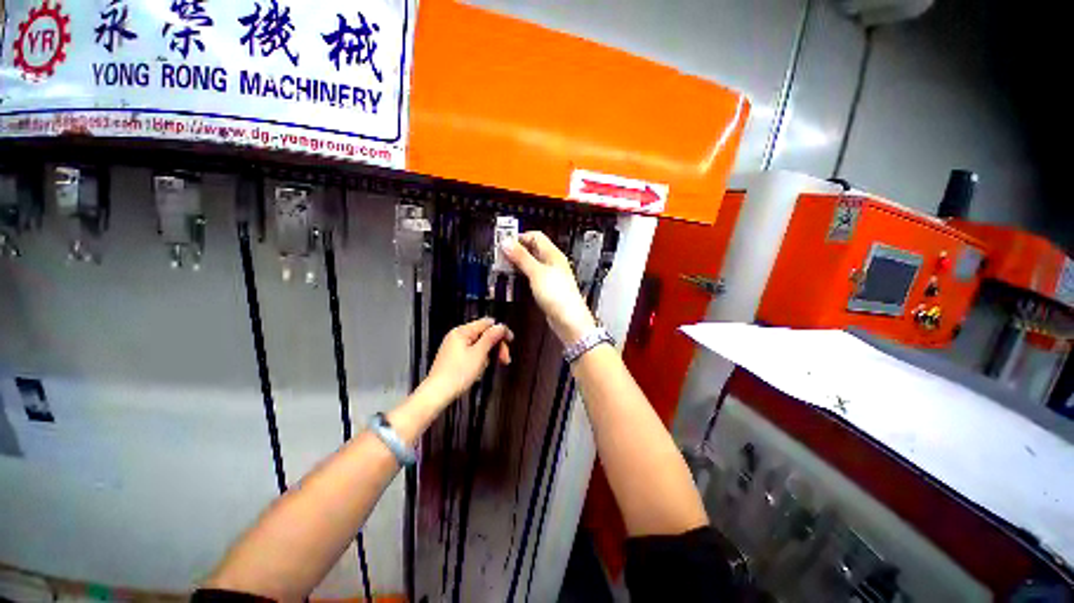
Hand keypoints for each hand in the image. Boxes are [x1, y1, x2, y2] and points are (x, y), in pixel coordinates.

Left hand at [424, 318, 512, 403]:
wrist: (437, 394)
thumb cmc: (456, 374)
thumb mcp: (479, 354)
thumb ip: (491, 337)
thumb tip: (500, 326)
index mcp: (462, 331)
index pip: (487, 323)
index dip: (500, 331)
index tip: (510, 340)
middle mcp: (457, 336)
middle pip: (484, 334)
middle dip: (496, 346)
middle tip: (504, 358)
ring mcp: (454, 347)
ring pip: (479, 345)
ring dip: (488, 355)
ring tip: (486, 368)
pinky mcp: (454, 358)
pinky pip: (472, 354)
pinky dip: (479, 360)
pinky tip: (478, 371)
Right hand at [502, 232, 595, 343]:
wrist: (568, 320)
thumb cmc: (557, 295)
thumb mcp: (536, 272)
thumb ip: (521, 257)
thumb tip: (506, 242)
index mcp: (553, 254)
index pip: (535, 237)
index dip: (519, 237)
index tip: (503, 243)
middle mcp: (552, 263)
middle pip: (532, 250)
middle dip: (516, 252)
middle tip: (500, 257)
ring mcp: (549, 277)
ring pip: (530, 264)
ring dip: (517, 265)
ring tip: (502, 269)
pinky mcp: (546, 289)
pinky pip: (531, 278)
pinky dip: (521, 277)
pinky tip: (513, 282)